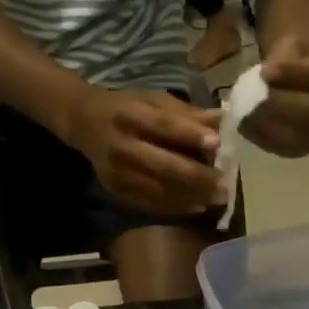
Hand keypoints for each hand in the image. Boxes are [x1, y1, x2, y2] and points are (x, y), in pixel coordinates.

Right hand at [63, 86, 224, 215]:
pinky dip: (176, 207)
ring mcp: (118, 173)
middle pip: (164, 166)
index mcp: (131, 115)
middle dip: (198, 178)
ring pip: (160, 191)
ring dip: (191, 197)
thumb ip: (185, 113)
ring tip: (216, 199)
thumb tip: (221, 122)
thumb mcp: (152, 100)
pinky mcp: (117, 191)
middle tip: (224, 185)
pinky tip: (196, 206)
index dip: (191, 136)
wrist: (84, 123)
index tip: (218, 144)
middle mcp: (122, 146)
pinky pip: (151, 204)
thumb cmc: (126, 108)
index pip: (164, 127)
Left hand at [241, 36, 308, 157]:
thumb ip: (285, 61)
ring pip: (297, 135)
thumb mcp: (294, 47)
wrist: (293, 80)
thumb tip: (265, 79)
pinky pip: (280, 147)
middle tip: (254, 95)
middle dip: (280, 103)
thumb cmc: (296, 60)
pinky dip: (260, 135)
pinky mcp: (300, 151)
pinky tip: (246, 122)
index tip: (266, 70)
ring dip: (268, 123)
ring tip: (247, 108)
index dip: (296, 73)